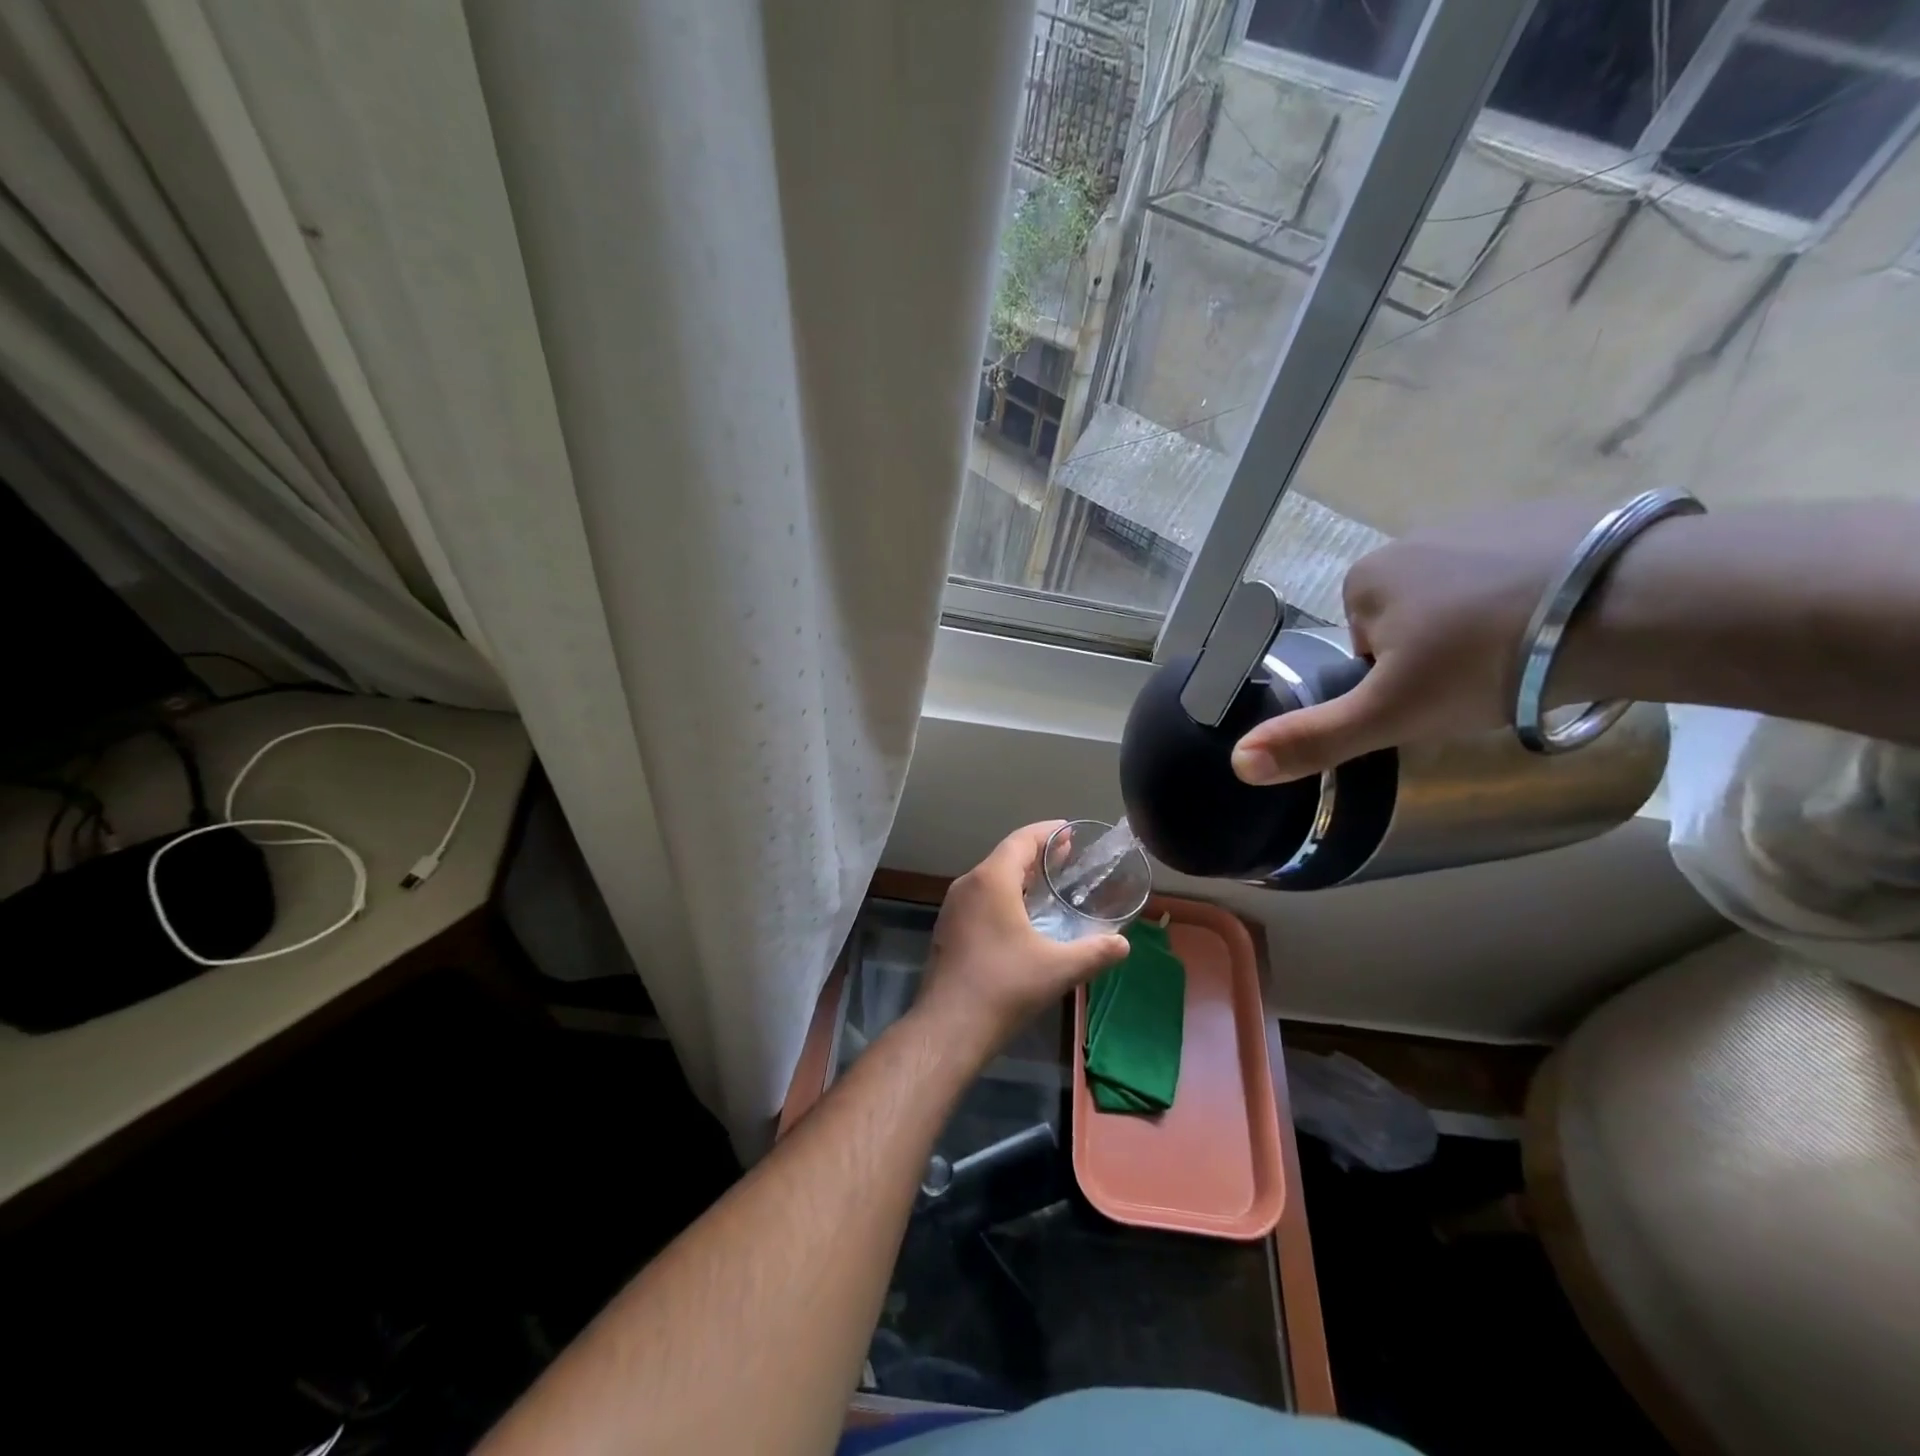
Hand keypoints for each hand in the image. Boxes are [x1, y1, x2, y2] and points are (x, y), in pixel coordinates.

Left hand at [915, 822, 1129, 1058]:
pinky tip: (1023, 917)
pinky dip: (1005, 896)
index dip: (1047, 832)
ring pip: (990, 879)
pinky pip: (980, 899)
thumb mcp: (1058, 969)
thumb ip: (1095, 952)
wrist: (949, 1028)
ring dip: (1020, 876)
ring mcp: (953, 908)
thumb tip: (1123, 944)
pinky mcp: (949, 930)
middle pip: (1005, 857)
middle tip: (1068, 857)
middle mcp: (968, 885)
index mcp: (990, 881)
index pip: (1021, 840)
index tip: (1070, 831)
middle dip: (1037, 854)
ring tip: (1050, 884)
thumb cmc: (1004, 987)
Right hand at [1231, 499, 1606, 784]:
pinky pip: (1520, 571)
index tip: (1432, 699)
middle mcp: (1414, 538)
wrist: (1629, 605)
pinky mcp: (1553, 515)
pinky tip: (1567, 626)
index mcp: (1366, 578)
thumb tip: (1237, 765)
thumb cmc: (1486, 662)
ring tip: (1531, 659)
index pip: (1362, 643)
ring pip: (1466, 596)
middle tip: (1482, 684)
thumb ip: (1313, 739)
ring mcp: (1485, 519)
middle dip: (1435, 653)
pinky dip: (1533, 600)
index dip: (1392, 680)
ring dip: (1485, 628)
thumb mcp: (1390, 715)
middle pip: (1411, 618)